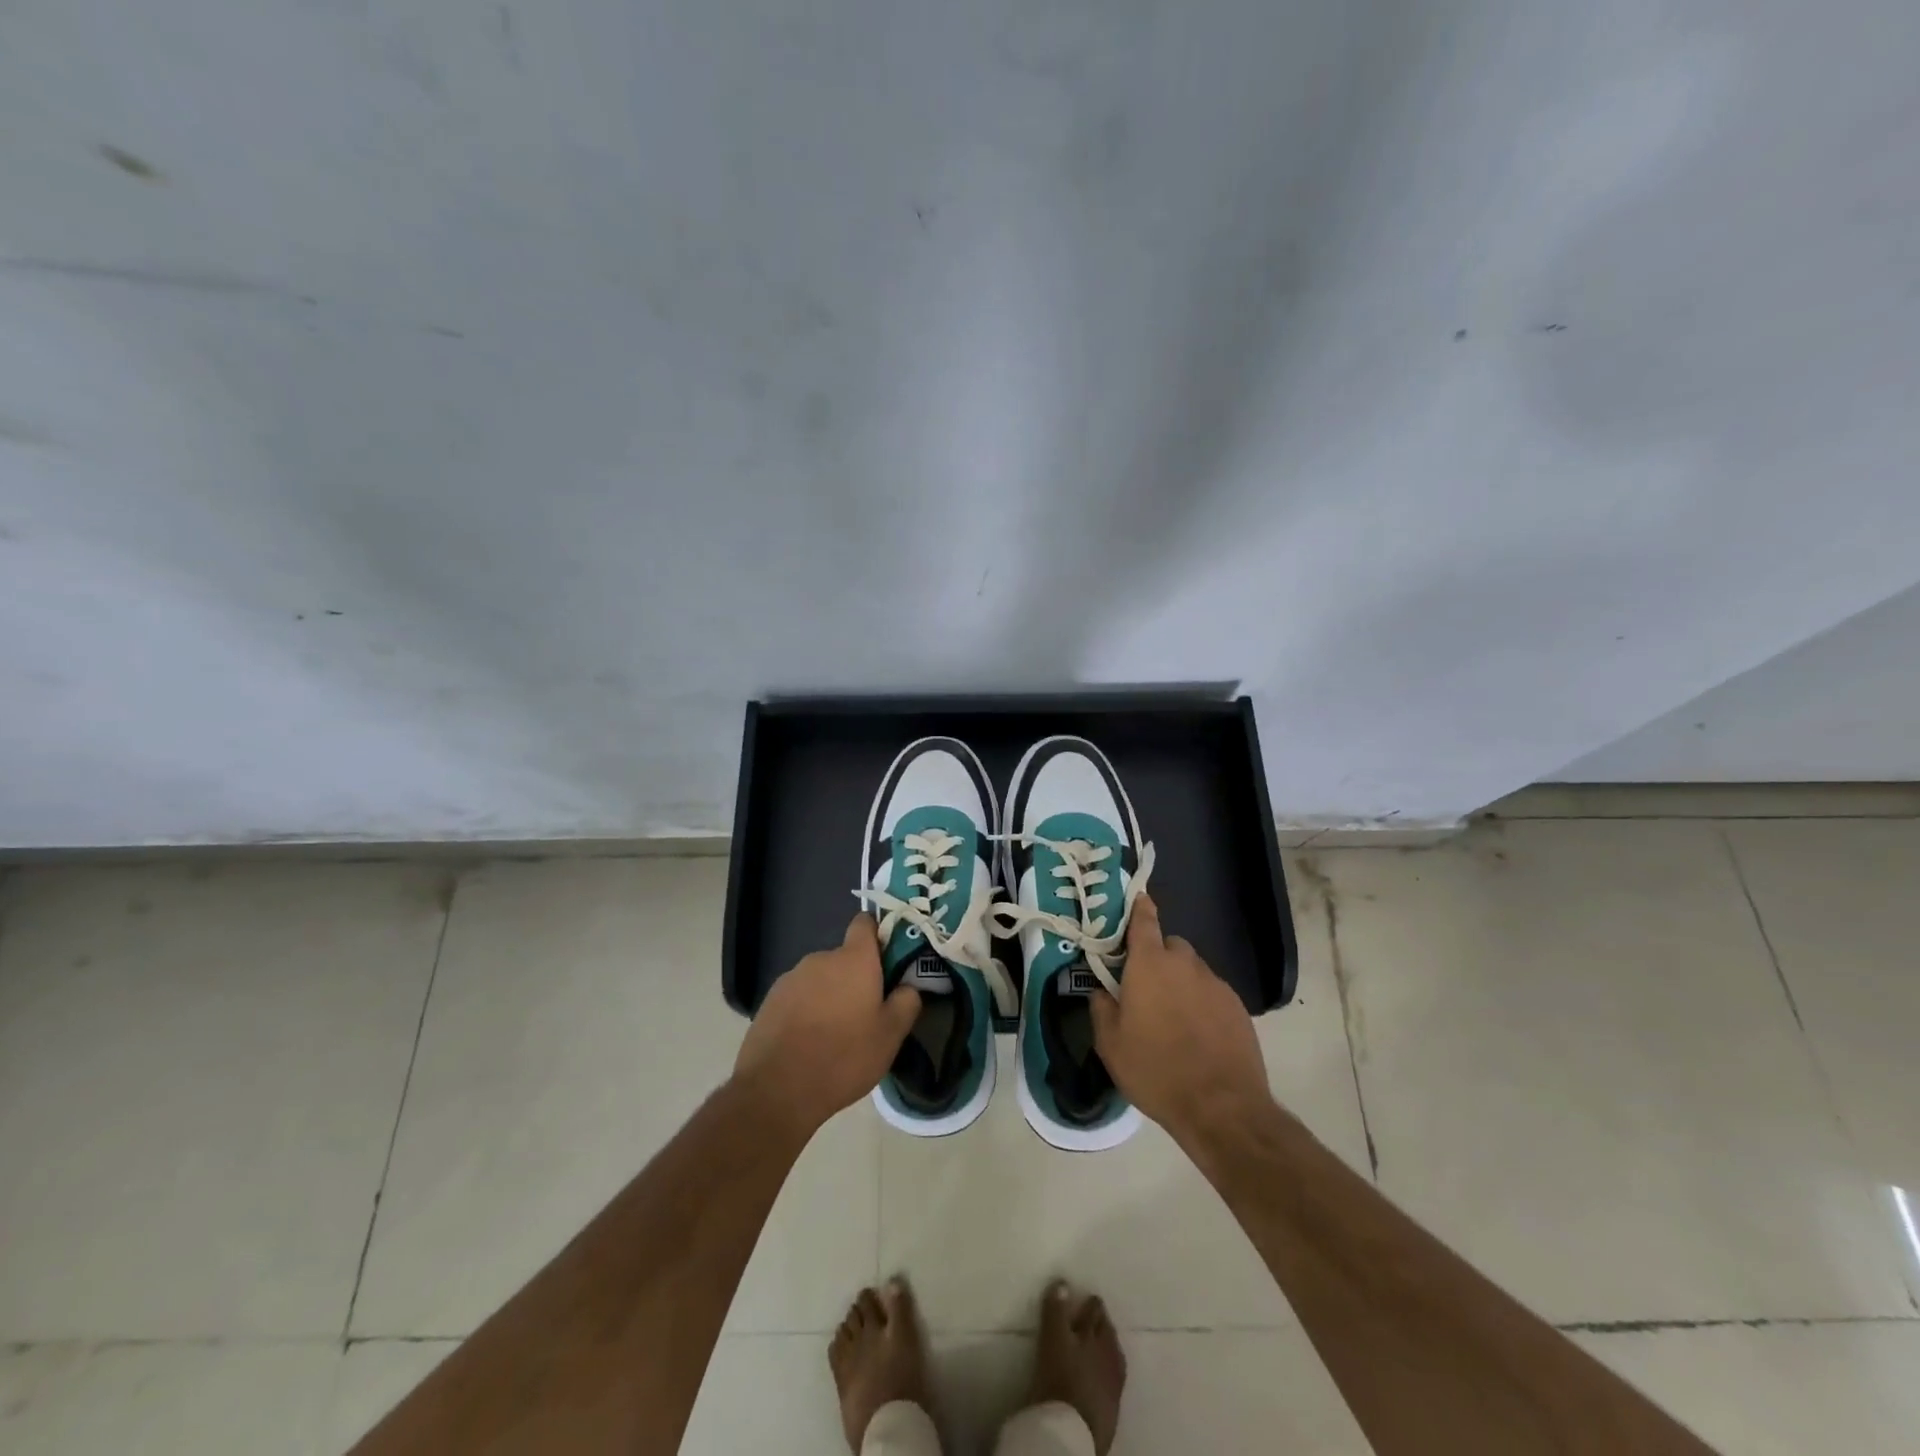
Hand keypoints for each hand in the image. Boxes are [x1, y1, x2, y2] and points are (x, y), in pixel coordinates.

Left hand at [734, 914, 920, 1138]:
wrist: (776, 1089)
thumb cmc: (843, 1057)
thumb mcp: (890, 1036)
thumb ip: (906, 1002)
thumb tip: (908, 986)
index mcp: (854, 959)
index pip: (865, 923)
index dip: (878, 936)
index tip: (887, 962)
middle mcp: (821, 958)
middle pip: (844, 957)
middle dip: (855, 978)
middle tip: (865, 1014)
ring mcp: (791, 977)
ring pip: (821, 979)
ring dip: (830, 995)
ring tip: (834, 1035)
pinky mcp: (770, 1000)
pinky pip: (798, 996)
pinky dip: (806, 1010)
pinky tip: (808, 1043)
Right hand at [1090, 894, 1270, 1144]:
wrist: (1222, 1107)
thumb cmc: (1156, 1070)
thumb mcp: (1110, 1044)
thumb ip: (1101, 1007)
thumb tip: (1100, 990)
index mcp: (1149, 964)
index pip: (1145, 921)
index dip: (1139, 908)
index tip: (1137, 900)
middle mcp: (1185, 964)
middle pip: (1170, 946)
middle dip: (1157, 958)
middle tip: (1145, 988)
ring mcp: (1215, 984)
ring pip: (1192, 970)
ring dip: (1180, 982)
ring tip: (1172, 1018)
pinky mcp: (1237, 1007)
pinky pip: (1212, 993)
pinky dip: (1201, 1003)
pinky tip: (1197, 1034)